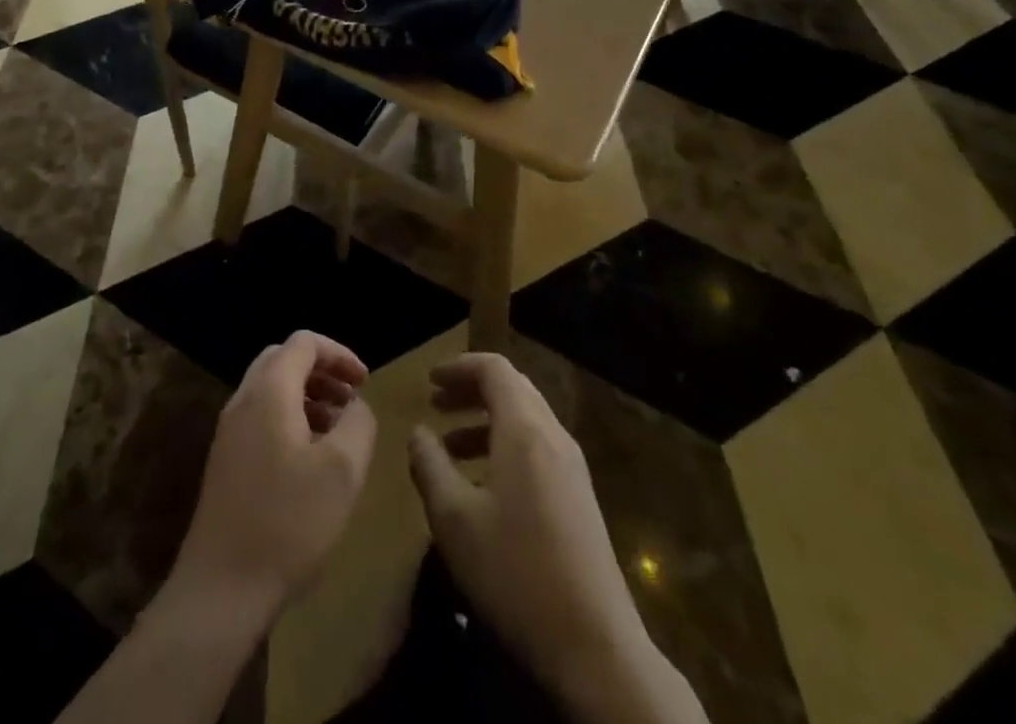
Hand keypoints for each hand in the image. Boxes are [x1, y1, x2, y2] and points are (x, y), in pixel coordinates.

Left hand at [170, 331, 377, 627]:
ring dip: (307, 396)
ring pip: (271, 389)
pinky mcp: (226, 460)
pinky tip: (311, 459)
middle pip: (283, 359)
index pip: (304, 342)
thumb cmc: (288, 522)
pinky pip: (261, 417)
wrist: (221, 588)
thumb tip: (355, 405)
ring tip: (338, 429)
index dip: (339, 353)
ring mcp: (229, 430)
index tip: (365, 382)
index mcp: (269, 391)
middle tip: (352, 398)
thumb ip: (358, 424)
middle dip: (322, 371)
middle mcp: (243, 399)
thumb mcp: (342, 471)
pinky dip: (290, 418)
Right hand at [407, 353, 706, 723]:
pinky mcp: (579, 500)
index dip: (459, 366)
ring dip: (486, 421)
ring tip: (449, 448)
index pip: (494, 369)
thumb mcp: (454, 519)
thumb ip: (429, 466)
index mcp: (525, 430)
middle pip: (512, 389)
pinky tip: (482, 487)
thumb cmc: (516, 573)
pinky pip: (537, 450)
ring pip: (525, 421)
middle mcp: (553, 437)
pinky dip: (504, 447)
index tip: (429, 381)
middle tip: (436, 404)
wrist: (597, 650)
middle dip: (471, 390)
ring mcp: (572, 470)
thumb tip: (418, 433)